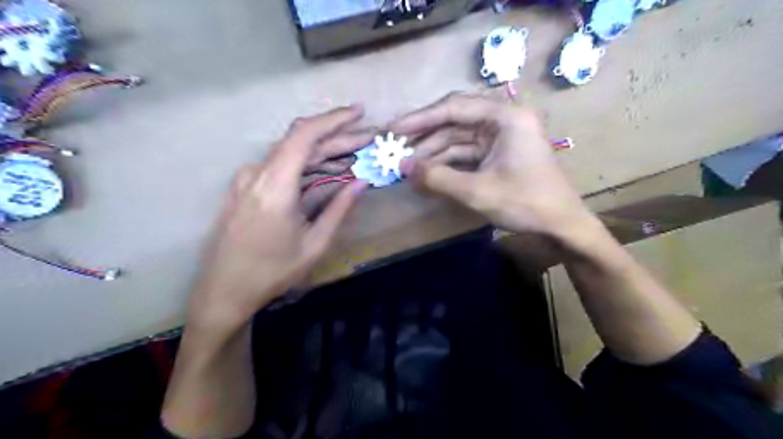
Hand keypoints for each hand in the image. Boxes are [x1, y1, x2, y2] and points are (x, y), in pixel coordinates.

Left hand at [190, 106, 370, 330]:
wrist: (223, 290)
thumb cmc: (272, 272)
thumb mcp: (315, 244)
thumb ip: (339, 209)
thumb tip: (362, 182)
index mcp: (275, 186)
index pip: (304, 136)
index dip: (334, 120)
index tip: (359, 114)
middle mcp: (258, 174)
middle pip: (301, 142)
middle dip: (337, 138)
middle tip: (367, 141)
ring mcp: (247, 179)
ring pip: (291, 153)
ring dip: (323, 152)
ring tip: (354, 155)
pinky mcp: (245, 187)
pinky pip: (280, 166)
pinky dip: (306, 164)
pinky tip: (326, 170)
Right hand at [395, 93, 589, 240]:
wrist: (560, 226)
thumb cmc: (525, 203)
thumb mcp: (477, 191)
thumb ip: (438, 178)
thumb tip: (403, 168)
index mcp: (505, 117)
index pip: (454, 108)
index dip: (420, 119)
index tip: (393, 129)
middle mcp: (503, 120)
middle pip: (455, 120)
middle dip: (425, 135)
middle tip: (396, 146)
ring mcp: (500, 137)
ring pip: (458, 138)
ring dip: (433, 152)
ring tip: (408, 166)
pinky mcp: (497, 154)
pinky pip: (466, 153)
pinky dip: (447, 163)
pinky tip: (428, 173)